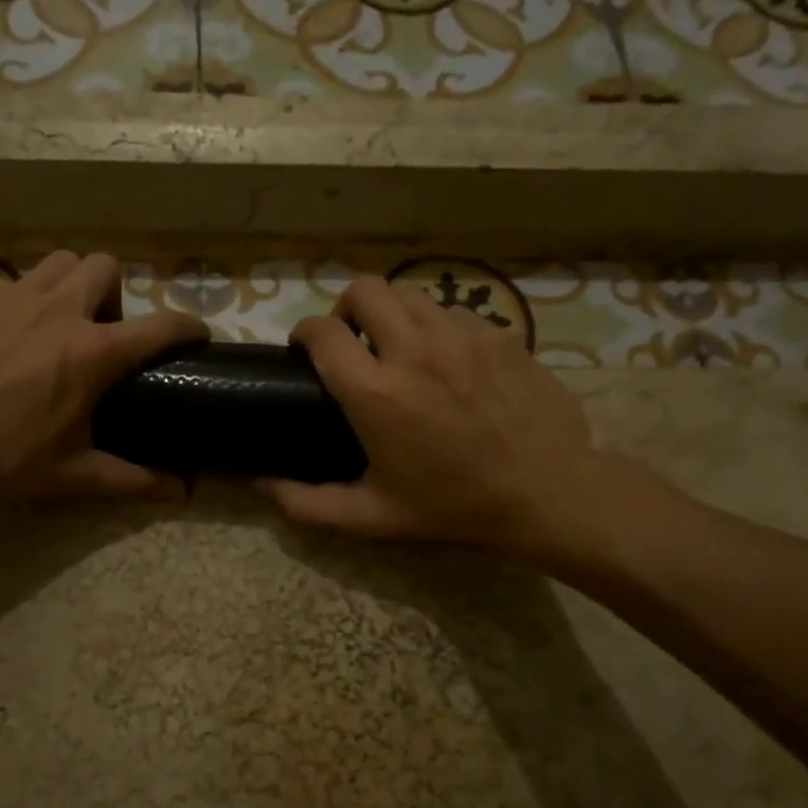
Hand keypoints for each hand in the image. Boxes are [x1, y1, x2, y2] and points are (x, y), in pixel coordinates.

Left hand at [0, 251, 206, 499]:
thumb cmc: (3, 457)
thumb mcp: (73, 474)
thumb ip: (132, 480)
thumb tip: (181, 493)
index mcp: (93, 352)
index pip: (161, 326)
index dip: (188, 326)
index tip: (196, 335)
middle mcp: (59, 310)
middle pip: (105, 266)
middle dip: (114, 294)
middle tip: (101, 333)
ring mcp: (11, 297)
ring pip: (57, 263)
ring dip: (69, 285)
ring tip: (56, 324)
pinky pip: (7, 285)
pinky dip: (18, 304)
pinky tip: (1, 338)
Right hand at [261, 277, 657, 571]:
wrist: (546, 492)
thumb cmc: (452, 507)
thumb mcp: (372, 517)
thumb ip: (308, 503)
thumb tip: (261, 486)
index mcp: (375, 393)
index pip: (322, 332)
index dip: (304, 333)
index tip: (305, 349)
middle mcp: (413, 349)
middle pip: (364, 290)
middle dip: (346, 308)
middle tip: (352, 340)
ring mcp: (461, 335)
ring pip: (410, 294)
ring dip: (392, 314)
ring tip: (398, 346)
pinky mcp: (497, 334)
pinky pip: (452, 311)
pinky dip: (435, 326)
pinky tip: (446, 360)